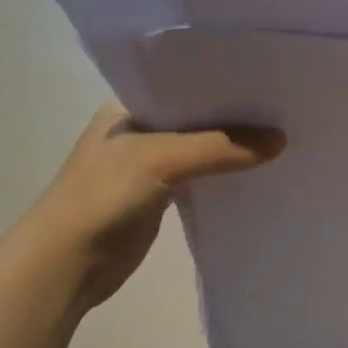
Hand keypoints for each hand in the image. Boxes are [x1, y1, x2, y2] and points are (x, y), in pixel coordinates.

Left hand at [21, 103, 284, 310]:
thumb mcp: (162, 159)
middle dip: (234, 117)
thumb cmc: (103, 196)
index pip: (185, 86)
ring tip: (280, 135)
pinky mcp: (158, 198)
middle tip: (283, 108)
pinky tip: (257, 170)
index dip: (224, 85)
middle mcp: (138, 131)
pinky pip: (200, 178)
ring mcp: (147, 166)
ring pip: (200, 149)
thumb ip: (220, 147)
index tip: (267, 81)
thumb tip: (281, 141)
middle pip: (197, 118)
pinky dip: (224, 175)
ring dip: (231, 147)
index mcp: (128, 108)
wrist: (65, 265)